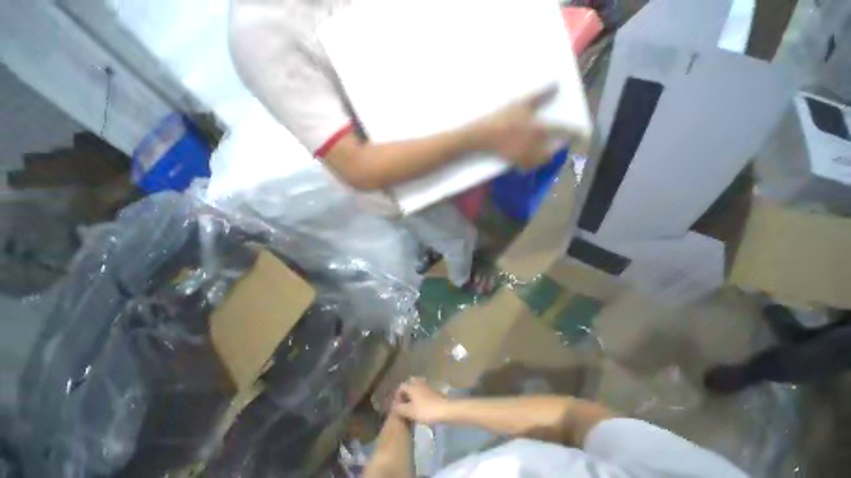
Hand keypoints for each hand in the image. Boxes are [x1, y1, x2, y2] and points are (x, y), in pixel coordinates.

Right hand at [392, 377, 449, 424]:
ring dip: (413, 393)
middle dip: (405, 392)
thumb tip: (393, 407)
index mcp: (412, 386)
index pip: (401, 386)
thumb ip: (400, 409)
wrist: (444, 409)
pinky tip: (420, 405)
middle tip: (404, 403)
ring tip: (411, 405)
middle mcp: (418, 382)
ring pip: (417, 386)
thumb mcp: (410, 412)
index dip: (397, 395)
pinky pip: (423, 390)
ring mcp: (427, 385)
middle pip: (409, 383)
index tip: (397, 406)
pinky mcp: (433, 390)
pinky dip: (419, 395)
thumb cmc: (425, 410)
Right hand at [471, 85, 568, 169]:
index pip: (563, 132)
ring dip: (542, 159)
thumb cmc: (503, 117)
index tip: (585, 136)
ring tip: (541, 154)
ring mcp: (522, 155)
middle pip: (549, 154)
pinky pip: (525, 166)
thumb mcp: (522, 103)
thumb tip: (557, 86)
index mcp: (540, 130)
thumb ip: (541, 96)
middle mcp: (534, 146)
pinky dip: (528, 165)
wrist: (483, 135)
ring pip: (538, 162)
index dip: (576, 134)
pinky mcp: (512, 160)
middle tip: (554, 147)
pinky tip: (526, 160)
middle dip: (554, 151)